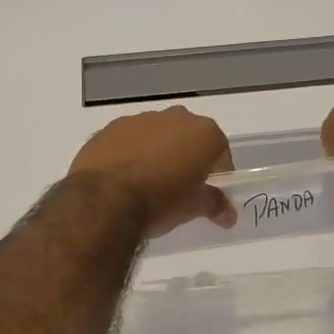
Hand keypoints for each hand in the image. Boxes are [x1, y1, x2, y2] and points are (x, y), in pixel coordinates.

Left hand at [68, 107, 235, 236]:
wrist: (104, 199)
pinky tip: (124, 179)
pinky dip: (131, 154)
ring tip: (148, 184)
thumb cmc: (161, 201)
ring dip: (158, 154)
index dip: (218, 174)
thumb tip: (229, 215)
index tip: (210, 193)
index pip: (220, 151)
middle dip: (187, 158)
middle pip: (188, 138)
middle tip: (181, 188)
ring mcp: (140, 119)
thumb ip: (215, 205)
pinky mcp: (111, 127)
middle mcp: (175, 117)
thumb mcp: (194, 207)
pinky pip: (129, 140)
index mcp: (203, 132)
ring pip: (157, 136)